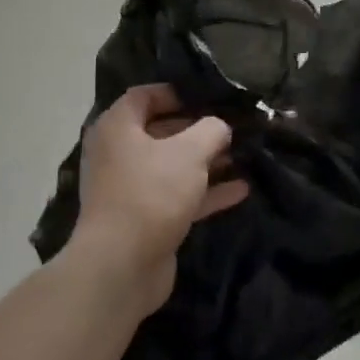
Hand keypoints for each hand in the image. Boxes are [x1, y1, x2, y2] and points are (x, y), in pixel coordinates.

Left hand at [68, 84, 248, 313]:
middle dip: (198, 129)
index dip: (176, 92)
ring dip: (206, 162)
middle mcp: (118, 154)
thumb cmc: (152, 193)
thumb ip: (211, 130)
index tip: (208, 97)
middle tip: (232, 126)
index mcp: (117, 128)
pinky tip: (241, 190)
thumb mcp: (190, 152)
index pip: (144, 96)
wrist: (121, 267)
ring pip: (172, 166)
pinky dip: (206, 192)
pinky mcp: (145, 220)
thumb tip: (220, 126)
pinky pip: (178, 196)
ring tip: (242, 154)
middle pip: (161, 131)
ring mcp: (131, 189)